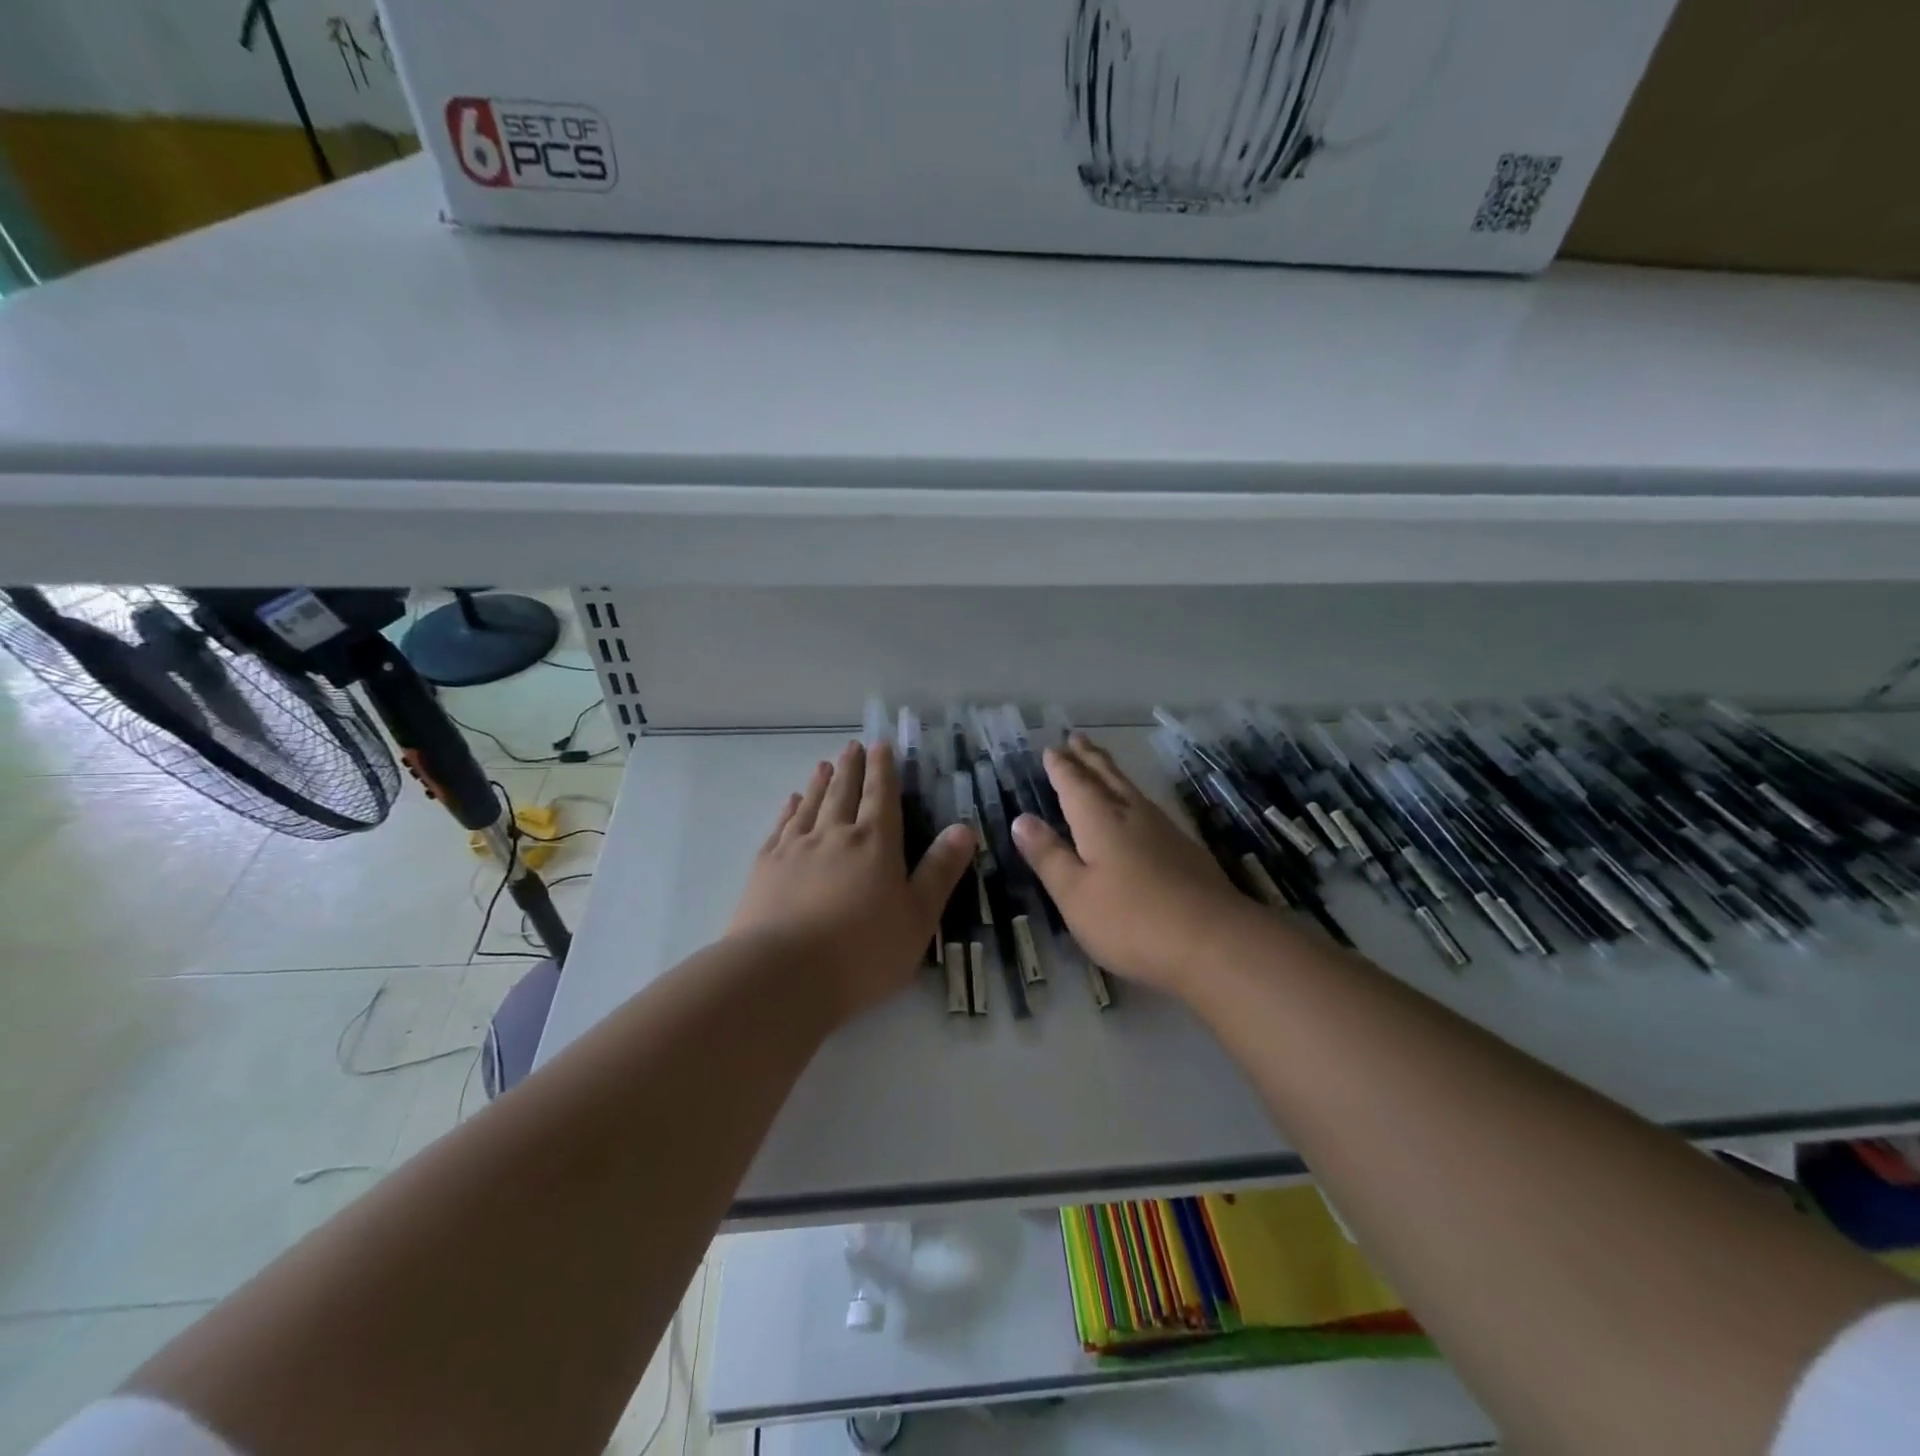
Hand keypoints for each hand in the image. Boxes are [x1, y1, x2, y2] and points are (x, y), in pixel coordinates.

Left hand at [729, 739, 973, 1022]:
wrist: (782, 975)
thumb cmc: (862, 952)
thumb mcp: (917, 918)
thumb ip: (939, 871)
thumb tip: (965, 828)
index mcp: (875, 844)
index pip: (882, 796)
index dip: (883, 769)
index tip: (880, 745)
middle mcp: (834, 835)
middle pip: (844, 792)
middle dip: (852, 767)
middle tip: (852, 746)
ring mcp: (795, 848)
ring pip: (811, 804)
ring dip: (820, 782)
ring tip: (824, 765)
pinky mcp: (765, 867)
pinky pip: (781, 827)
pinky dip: (789, 810)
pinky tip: (791, 803)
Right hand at [1012, 734, 1263, 997]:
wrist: (1215, 941)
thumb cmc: (1131, 920)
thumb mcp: (1075, 894)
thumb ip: (1049, 856)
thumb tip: (1022, 819)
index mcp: (1099, 821)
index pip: (1074, 785)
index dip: (1061, 768)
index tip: (1051, 749)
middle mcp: (1132, 815)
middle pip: (1107, 777)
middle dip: (1088, 758)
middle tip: (1077, 738)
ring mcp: (1164, 831)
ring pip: (1131, 790)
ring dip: (1112, 773)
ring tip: (1102, 765)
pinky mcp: (1186, 850)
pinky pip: (1149, 809)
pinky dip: (1133, 798)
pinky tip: (1139, 811)